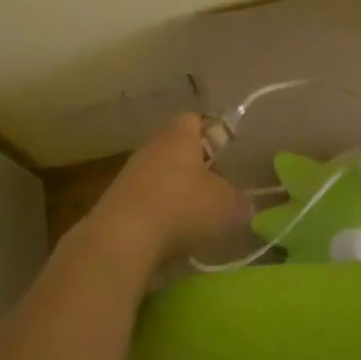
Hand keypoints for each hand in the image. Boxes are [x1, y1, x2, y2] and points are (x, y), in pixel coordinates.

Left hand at [86, 114, 250, 273]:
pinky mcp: (116, 201)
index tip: (225, 157)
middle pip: (178, 149)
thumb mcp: (226, 206)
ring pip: (161, 175)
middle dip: (197, 168)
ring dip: (176, 193)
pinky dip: (158, 213)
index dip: (213, 134)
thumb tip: (244, 204)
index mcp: (179, 135)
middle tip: (216, 192)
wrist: (122, 239)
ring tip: (195, 220)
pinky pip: (145, 199)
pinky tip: (169, 236)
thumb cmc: (181, 207)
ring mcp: (130, 173)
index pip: (196, 120)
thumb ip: (240, 202)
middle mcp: (152, 146)